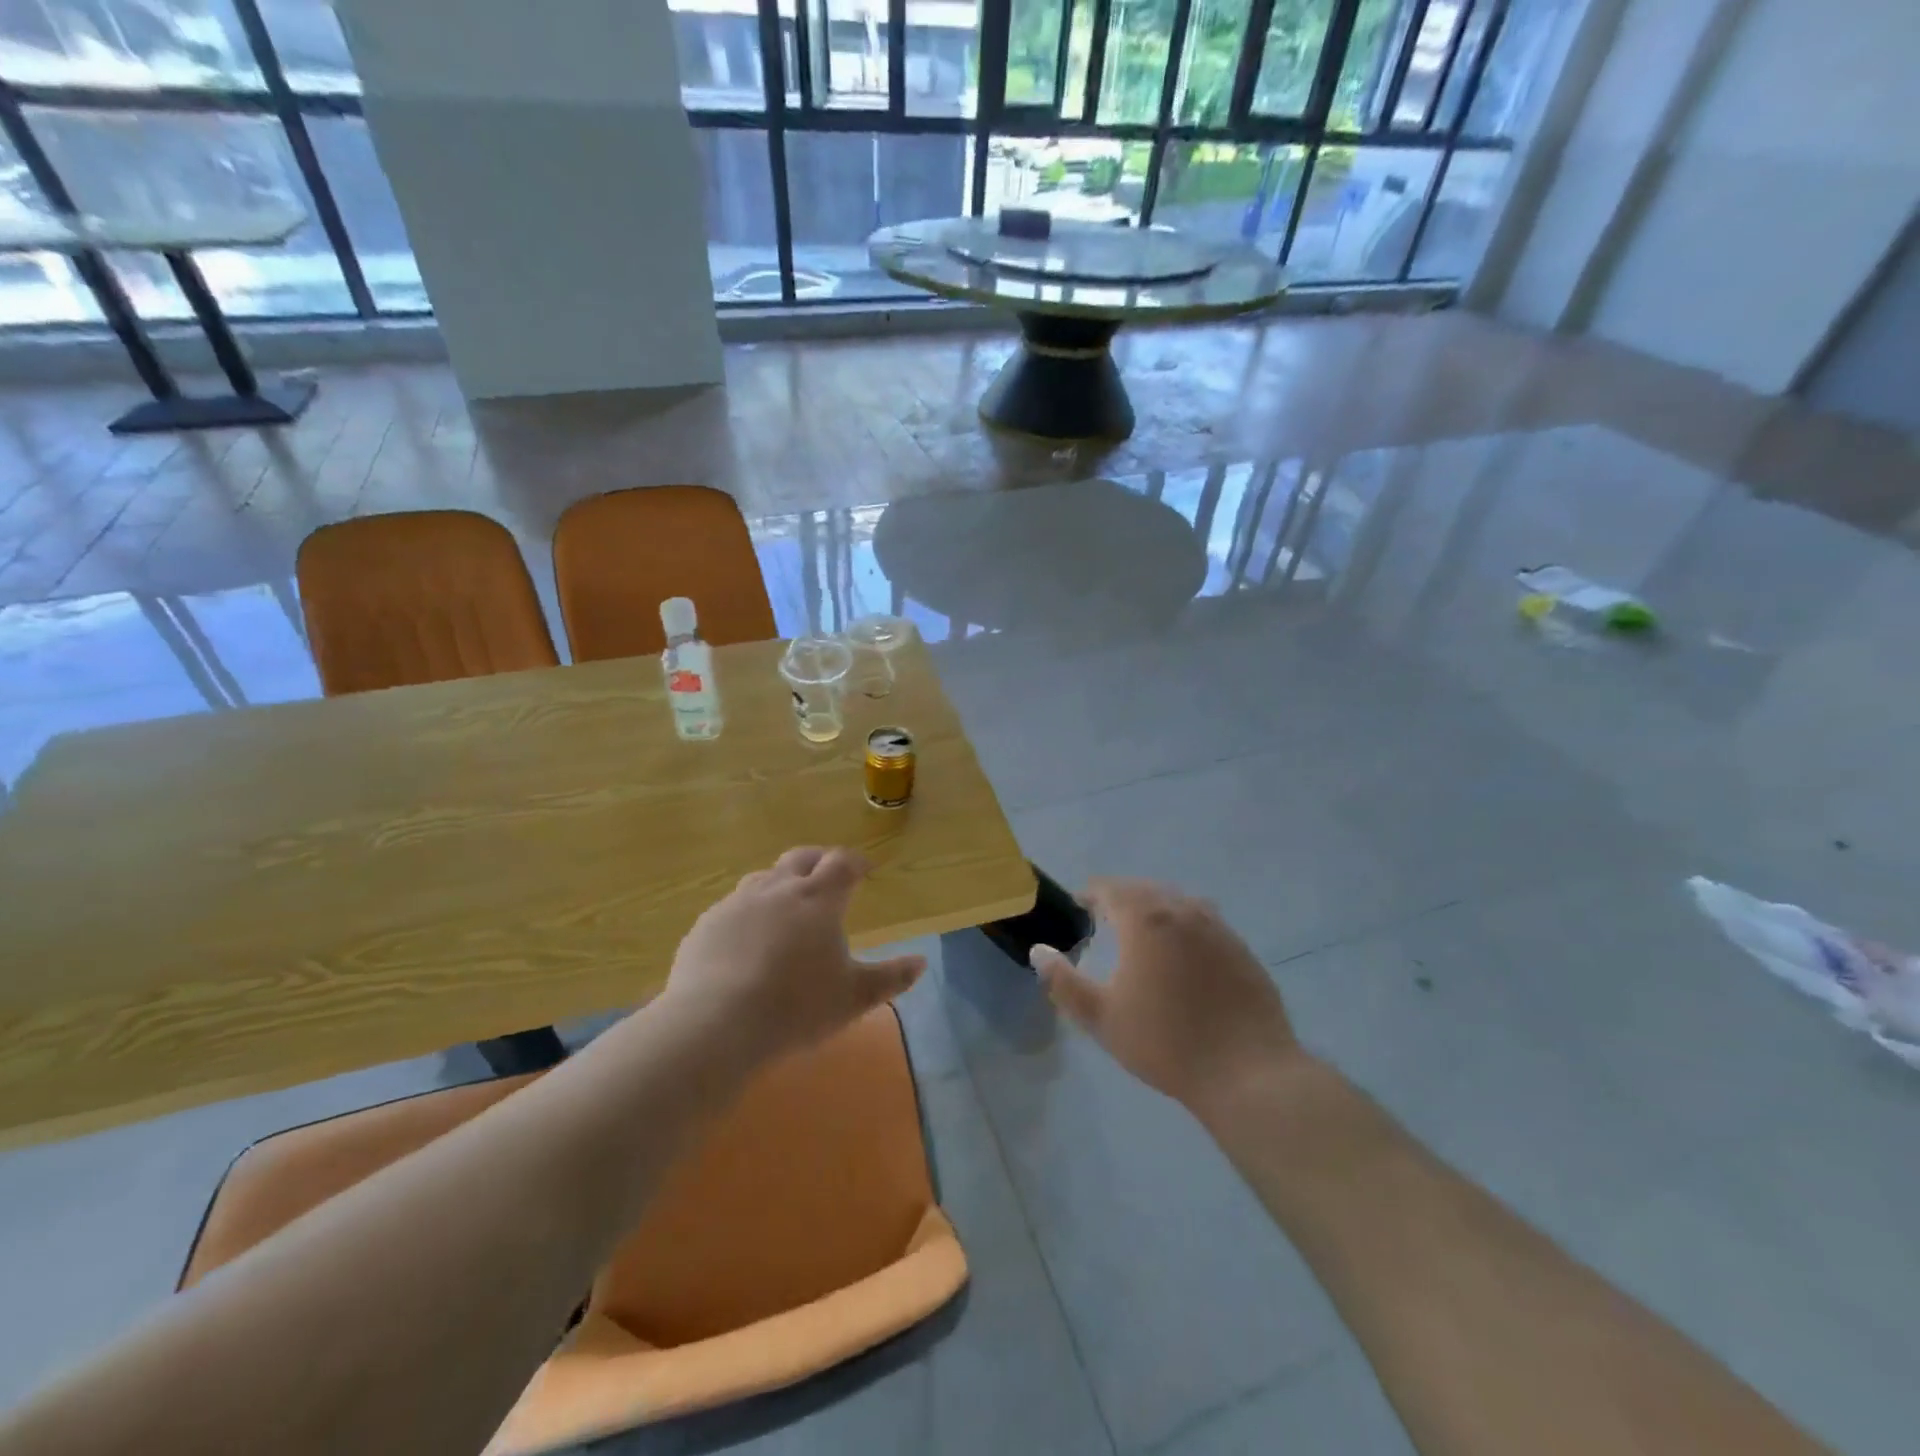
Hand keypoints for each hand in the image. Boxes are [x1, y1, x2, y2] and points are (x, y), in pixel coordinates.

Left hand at [660, 846, 926, 1071]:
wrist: (716, 1023)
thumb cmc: (797, 1006)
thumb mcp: (854, 997)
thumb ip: (890, 978)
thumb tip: (921, 962)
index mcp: (818, 898)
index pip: (842, 863)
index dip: (856, 862)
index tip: (865, 870)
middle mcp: (778, 889)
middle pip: (801, 858)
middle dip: (819, 861)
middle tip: (829, 874)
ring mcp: (737, 903)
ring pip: (764, 878)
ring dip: (781, 882)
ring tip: (788, 903)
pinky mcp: (707, 924)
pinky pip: (733, 906)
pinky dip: (749, 911)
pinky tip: (747, 937)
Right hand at [1033, 878, 1297, 1116]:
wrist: (1247, 1073)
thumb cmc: (1166, 1043)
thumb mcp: (1102, 1017)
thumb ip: (1063, 981)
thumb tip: (1039, 950)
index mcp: (1146, 920)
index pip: (1111, 889)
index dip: (1091, 894)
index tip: (1080, 906)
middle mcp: (1183, 911)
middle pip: (1145, 890)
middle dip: (1122, 899)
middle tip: (1106, 920)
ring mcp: (1218, 928)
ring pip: (1178, 902)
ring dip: (1156, 909)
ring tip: (1144, 934)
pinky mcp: (1242, 949)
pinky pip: (1205, 922)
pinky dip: (1185, 926)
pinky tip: (1184, 956)